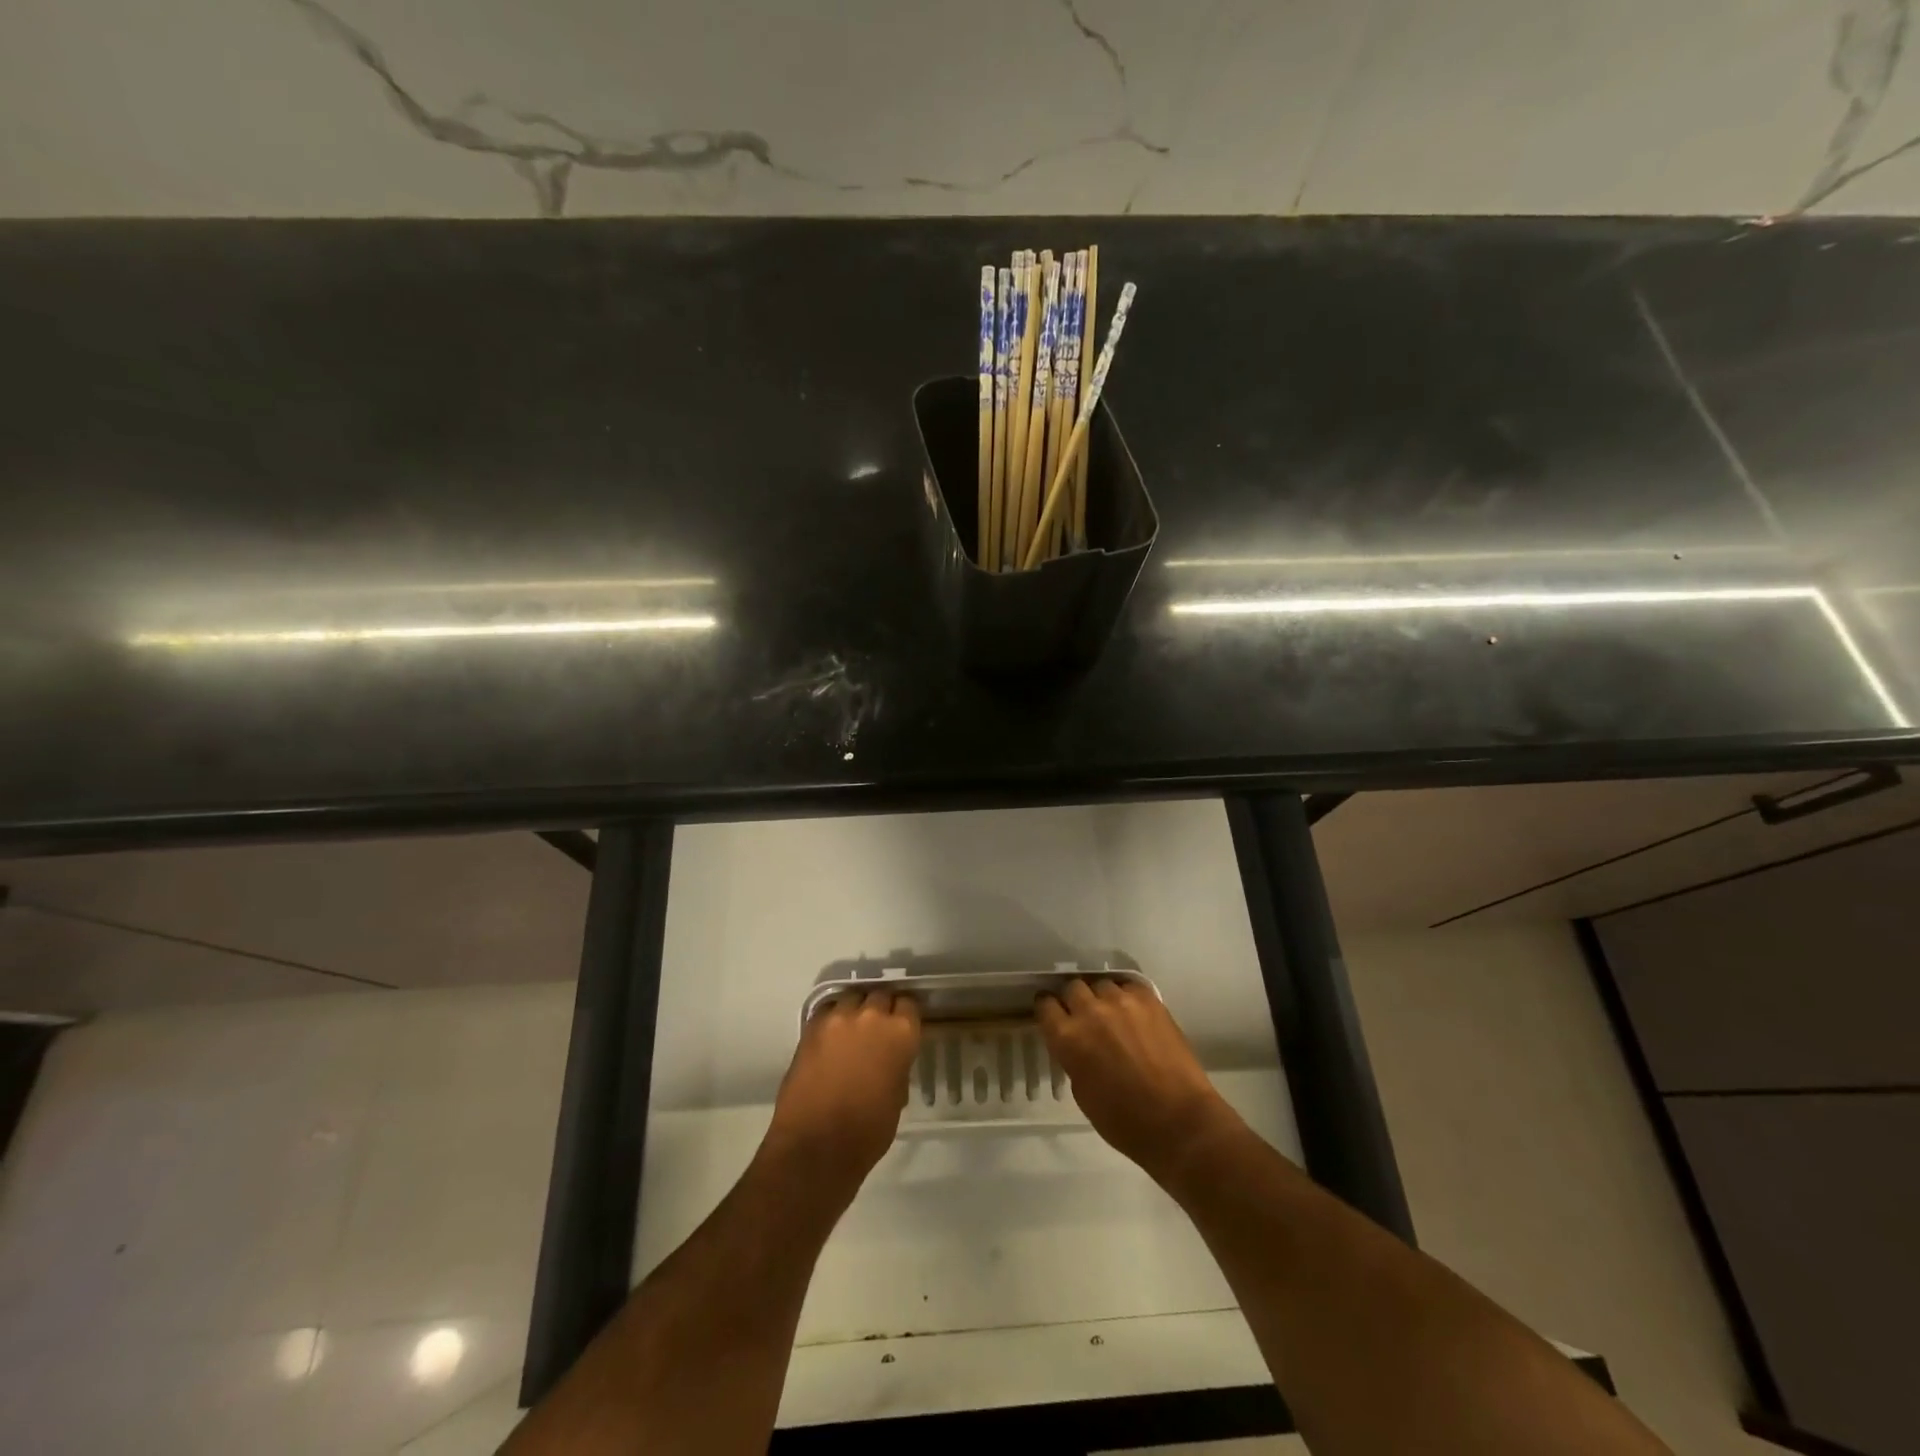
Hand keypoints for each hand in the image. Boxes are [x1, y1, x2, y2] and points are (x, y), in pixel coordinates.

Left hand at [764, 990, 920, 1201]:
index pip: (908, 1004)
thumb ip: (897, 1064)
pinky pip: (826, 1011)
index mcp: (900, 1033)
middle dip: (880, 1008)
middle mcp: (871, 1016)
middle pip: (880, 995)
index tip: (902, 1025)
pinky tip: (831, 1037)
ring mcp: (838, 1019)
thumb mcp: (897, 1096)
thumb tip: (891, 1057)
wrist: (816, 1147)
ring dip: (855, 1010)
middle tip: (877, 1029)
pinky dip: (832, 1019)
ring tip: (852, 1030)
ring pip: (851, 998)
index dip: (905, 1015)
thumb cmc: (868, 1131)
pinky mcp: (811, 1028)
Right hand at [1036, 978, 1239, 1184]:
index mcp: (1068, 1038)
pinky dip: (1127, 997)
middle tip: (1084, 1017)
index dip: (1048, 1010)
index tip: (1054, 1016)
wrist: (1178, 1121)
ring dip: (1101, 998)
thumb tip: (1075, 1043)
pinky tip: (1134, 1013)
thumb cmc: (1124, 1121)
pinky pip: (1128, 986)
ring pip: (1101, 984)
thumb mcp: (1082, 1092)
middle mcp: (1090, 1011)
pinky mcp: (1149, 999)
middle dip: (1074, 1001)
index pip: (1045, 1004)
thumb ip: (1072, 1057)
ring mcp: (1121, 1002)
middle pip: (1072, 987)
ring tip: (1113, 1015)